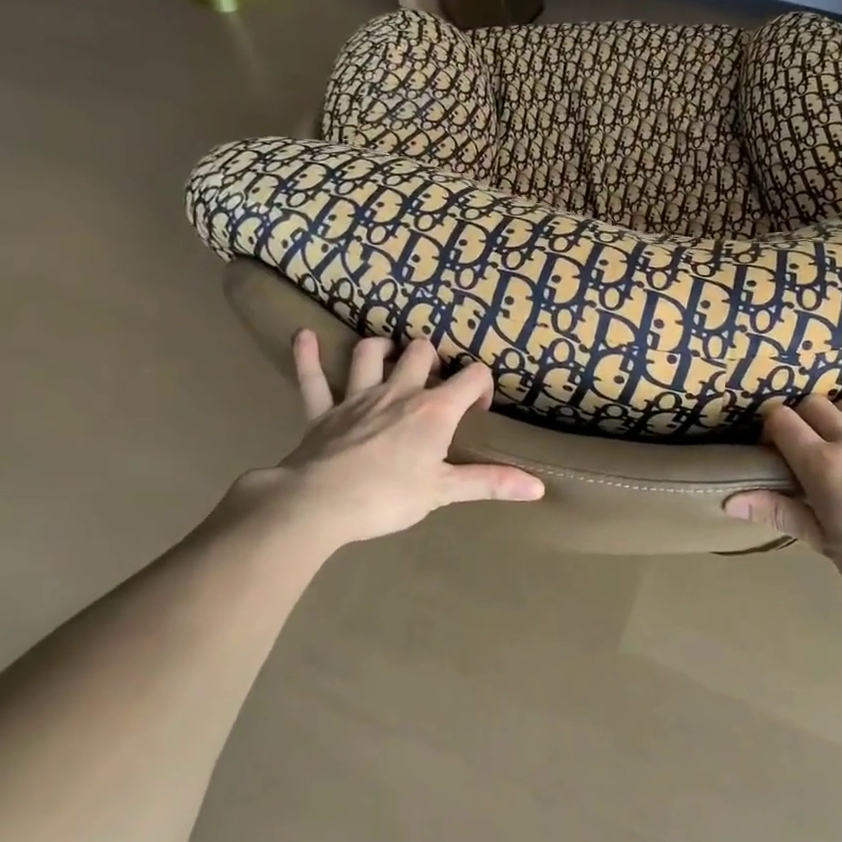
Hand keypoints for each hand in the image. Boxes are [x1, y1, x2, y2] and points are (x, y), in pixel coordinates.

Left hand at [223, 331, 543, 549]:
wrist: (318, 505)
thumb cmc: (387, 497)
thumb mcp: (443, 492)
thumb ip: (490, 483)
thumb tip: (538, 487)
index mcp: (433, 410)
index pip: (472, 377)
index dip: (481, 386)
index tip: (478, 410)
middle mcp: (398, 392)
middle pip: (420, 352)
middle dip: (432, 359)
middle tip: (434, 383)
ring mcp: (357, 396)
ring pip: (370, 353)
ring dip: (382, 349)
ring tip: (390, 355)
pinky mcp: (322, 410)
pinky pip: (312, 378)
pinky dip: (308, 356)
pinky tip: (303, 337)